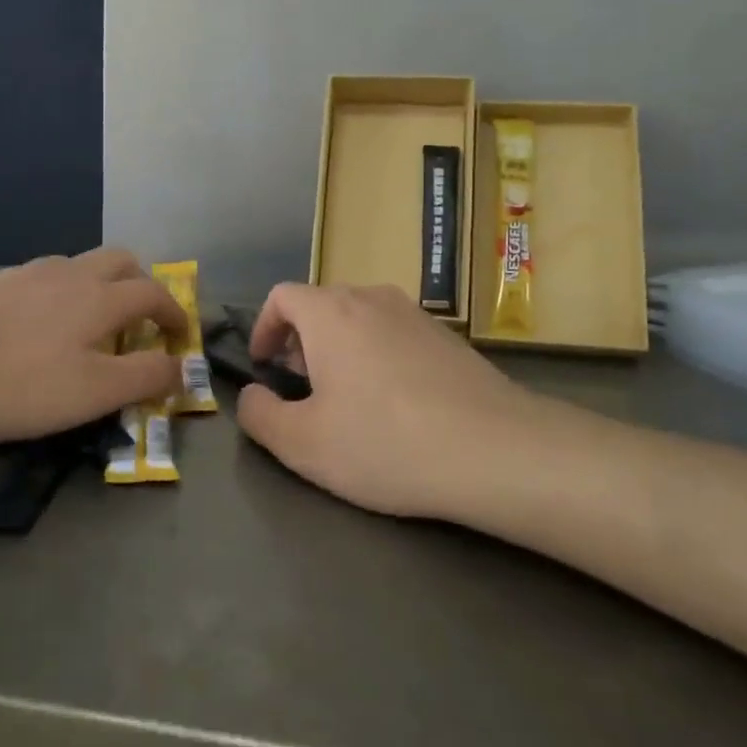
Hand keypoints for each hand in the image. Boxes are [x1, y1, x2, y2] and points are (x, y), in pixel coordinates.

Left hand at [0, 249, 186, 442]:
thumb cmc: (12, 379)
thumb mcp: (90, 392)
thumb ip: (143, 377)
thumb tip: (181, 368)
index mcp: (100, 297)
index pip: (155, 293)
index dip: (175, 314)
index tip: (180, 337)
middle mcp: (68, 273)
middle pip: (120, 260)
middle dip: (140, 285)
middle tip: (138, 322)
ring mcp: (24, 272)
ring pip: (76, 267)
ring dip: (95, 289)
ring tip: (84, 329)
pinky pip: (37, 280)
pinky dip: (54, 297)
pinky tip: (30, 330)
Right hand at [234, 283, 578, 519]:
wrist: (495, 450)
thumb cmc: (385, 442)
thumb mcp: (304, 444)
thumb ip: (260, 416)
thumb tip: (252, 396)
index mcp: (331, 313)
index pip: (282, 296)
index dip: (263, 326)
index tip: (263, 364)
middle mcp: (373, 299)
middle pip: (322, 304)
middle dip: (300, 339)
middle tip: (301, 385)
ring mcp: (417, 314)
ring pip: (361, 317)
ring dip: (340, 346)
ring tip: (346, 395)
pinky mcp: (449, 337)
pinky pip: (395, 333)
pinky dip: (377, 354)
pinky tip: (395, 402)